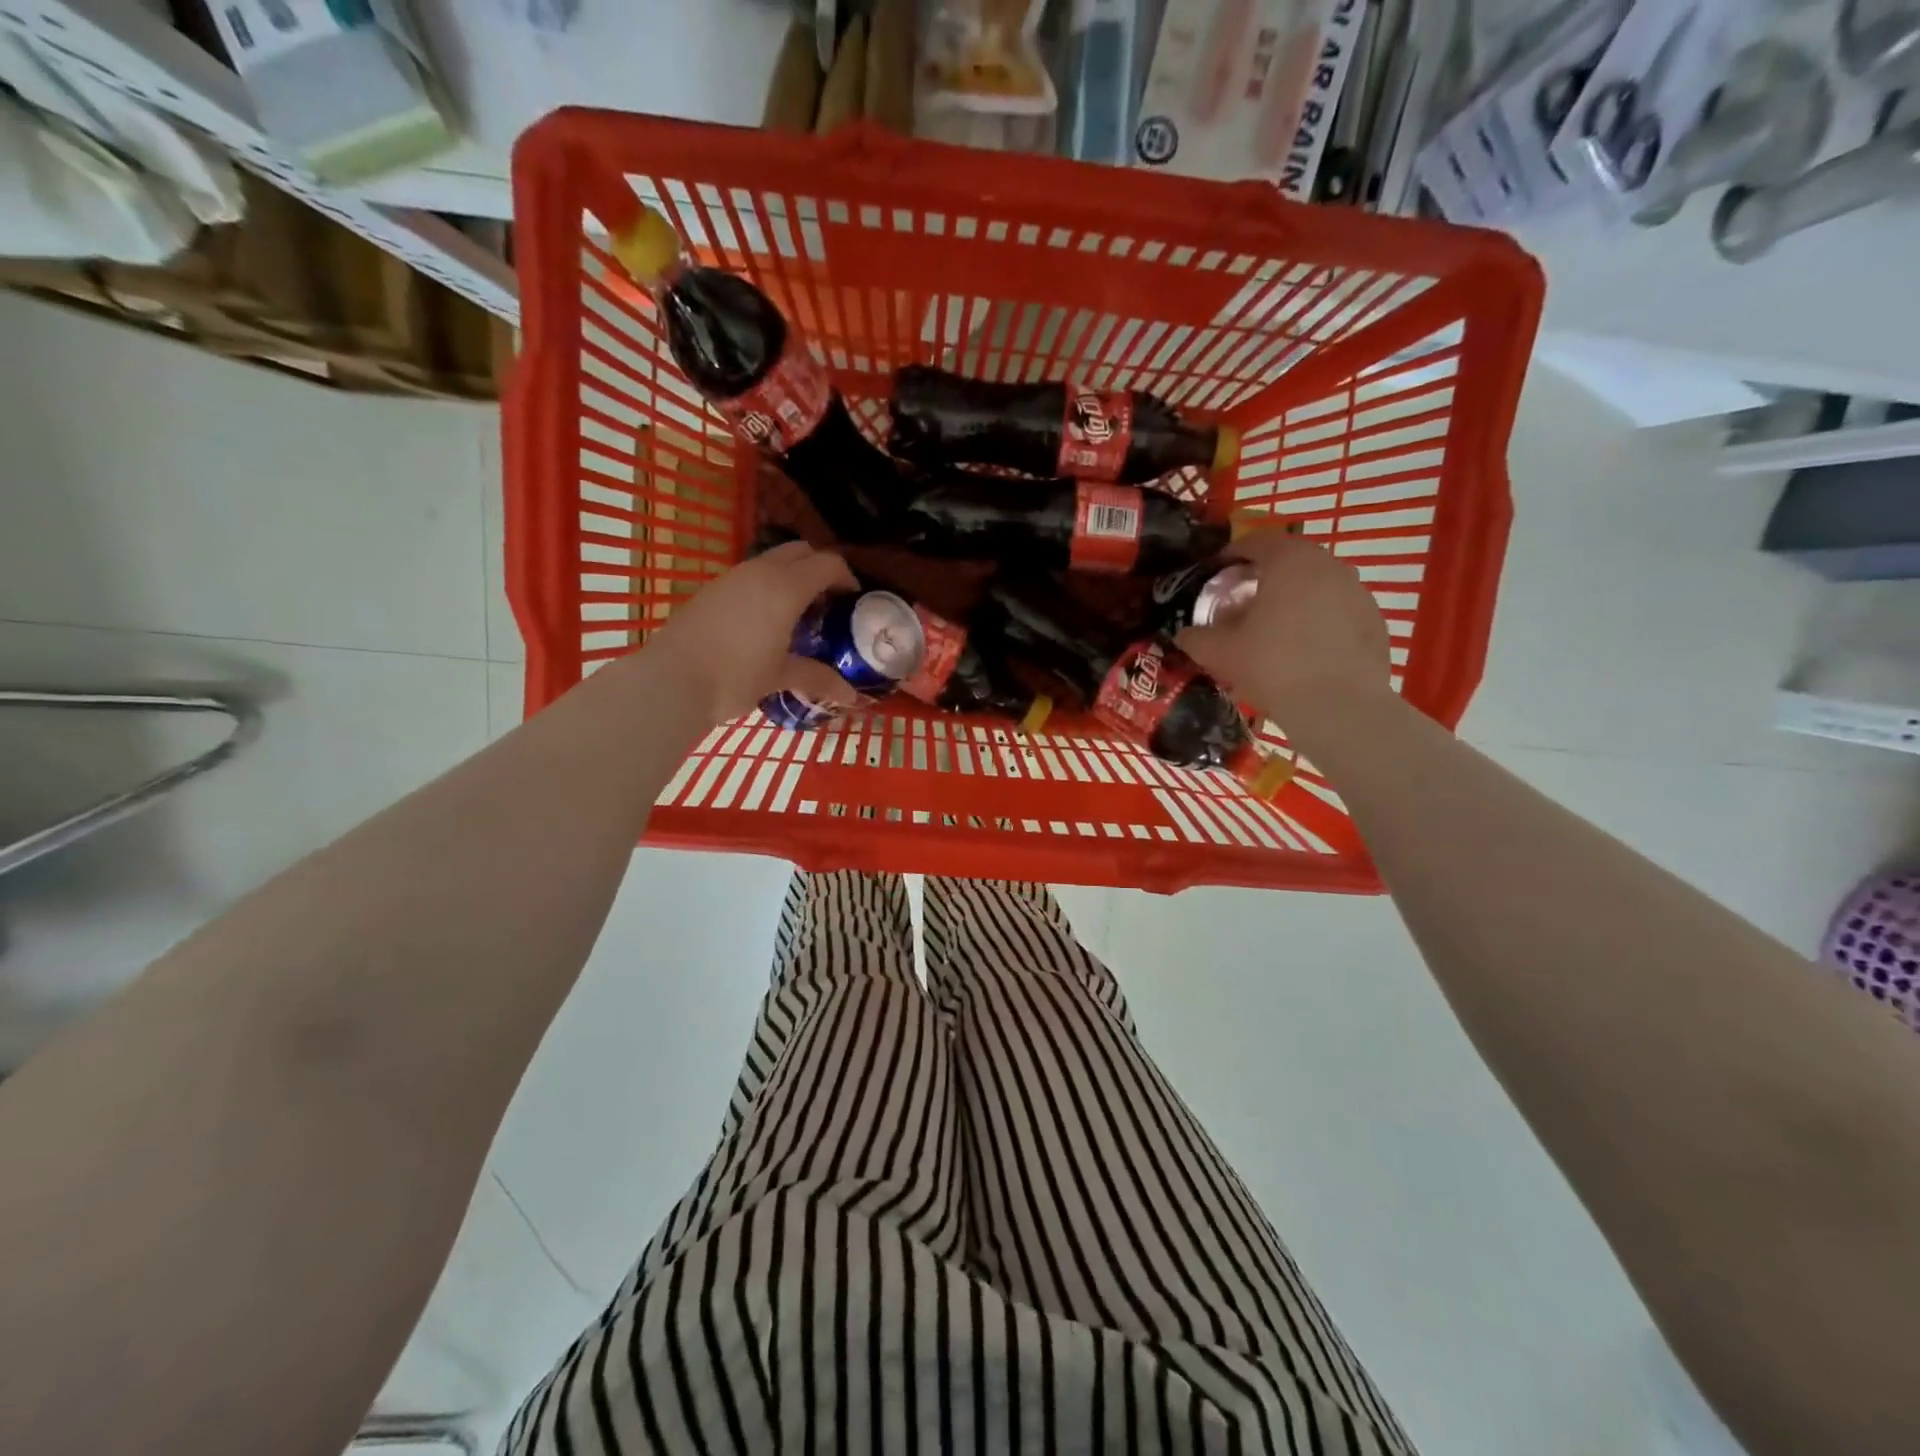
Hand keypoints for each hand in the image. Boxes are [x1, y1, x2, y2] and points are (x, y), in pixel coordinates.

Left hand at [645, 541, 860, 725]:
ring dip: (791, 577)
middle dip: (819, 569)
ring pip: (771, 561)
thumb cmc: (735, 677)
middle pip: (800, 551)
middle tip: (826, 603)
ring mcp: (731, 577)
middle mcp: (760, 572)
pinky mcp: (711, 590)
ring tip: (796, 615)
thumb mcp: (780, 677)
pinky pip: (749, 576)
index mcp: (785, 587)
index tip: (853, 600)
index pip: (827, 563)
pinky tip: (763, 623)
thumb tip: (850, 696)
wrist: (670, 681)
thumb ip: (818, 678)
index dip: (846, 577)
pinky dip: (766, 588)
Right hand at [1176, 528, 1392, 730]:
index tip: (1216, 572)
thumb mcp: (1219, 652)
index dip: (1232, 554)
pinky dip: (1318, 620)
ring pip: (1317, 584)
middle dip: (1264, 576)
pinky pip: (1338, 610)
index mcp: (1289, 561)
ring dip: (1293, 597)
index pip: (1257, 541)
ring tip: (1274, 628)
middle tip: (1243, 600)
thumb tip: (1185, 633)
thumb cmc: (1273, 666)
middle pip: (1290, 559)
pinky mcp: (1374, 620)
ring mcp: (1357, 592)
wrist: (1338, 706)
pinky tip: (1305, 650)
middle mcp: (1328, 566)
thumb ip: (1196, 637)